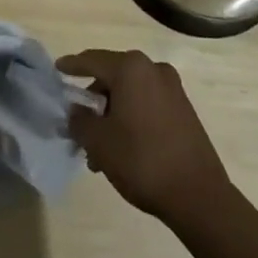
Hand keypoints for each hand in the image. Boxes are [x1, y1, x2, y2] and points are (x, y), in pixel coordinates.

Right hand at [58, 49, 233, 225]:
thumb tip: (76, 110)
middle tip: (79, 125)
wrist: (200, 197)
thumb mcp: (99, 142)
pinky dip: (131, 117)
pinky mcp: (184, 109)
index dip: (71, 65)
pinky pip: (147, 104)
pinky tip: (123, 147)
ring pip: (130, 93)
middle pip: (112, 76)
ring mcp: (172, 89)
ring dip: (112, 114)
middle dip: (93, 100)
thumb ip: (79, 120)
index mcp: (130, 68)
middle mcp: (152, 69)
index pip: (91, 59)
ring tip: (100, 148)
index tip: (57, 69)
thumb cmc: (142, 160)